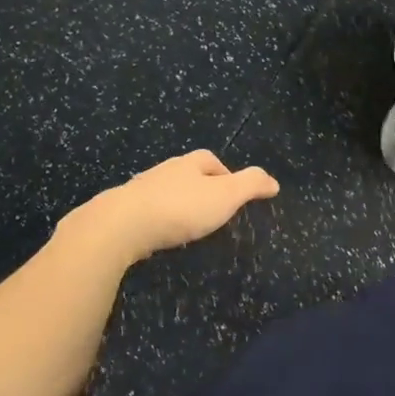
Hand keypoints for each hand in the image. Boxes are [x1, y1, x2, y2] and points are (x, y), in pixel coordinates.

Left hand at [68, 151, 278, 264]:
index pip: (211, 160)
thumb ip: (251, 185)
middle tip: (211, 210)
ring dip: (176, 204)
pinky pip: (146, 212)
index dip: (224, 173)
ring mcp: (140, 190)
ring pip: (165, 192)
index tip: (232, 194)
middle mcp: (164, 171)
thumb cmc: (180, 208)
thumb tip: (273, 181)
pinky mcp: (122, 212)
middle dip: (199, 188)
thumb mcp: (226, 195)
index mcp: (190, 163)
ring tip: (186, 225)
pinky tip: (159, 235)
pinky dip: (156, 220)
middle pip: (187, 174)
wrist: (121, 226)